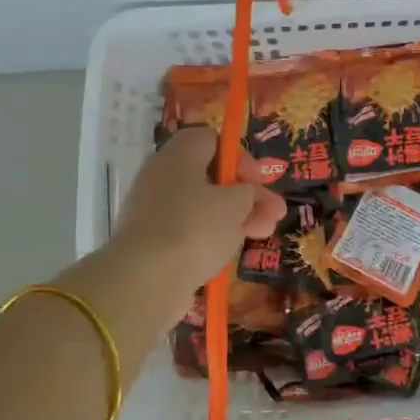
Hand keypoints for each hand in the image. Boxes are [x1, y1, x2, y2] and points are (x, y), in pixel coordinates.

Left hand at [111, 126, 287, 302]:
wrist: (145, 279)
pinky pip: (189, 230)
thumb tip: (244, 194)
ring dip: (236, 217)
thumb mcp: (235, 204)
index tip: (258, 180)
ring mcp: (154, 209)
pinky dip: (212, 237)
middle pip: (211, 176)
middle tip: (275, 212)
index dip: (240, 157)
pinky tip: (232, 251)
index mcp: (179, 155)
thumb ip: (248, 193)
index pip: (212, 140)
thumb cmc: (195, 228)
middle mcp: (162, 176)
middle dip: (247, 194)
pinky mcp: (152, 240)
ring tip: (265, 234)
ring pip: (203, 206)